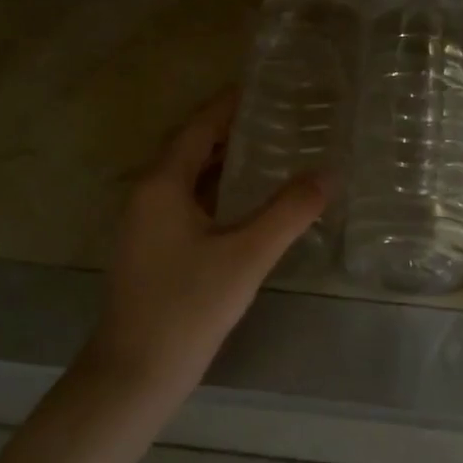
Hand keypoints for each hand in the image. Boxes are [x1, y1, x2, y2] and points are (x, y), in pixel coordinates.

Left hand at [76, 89, 326, 409]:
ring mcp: (146, 225)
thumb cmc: (187, 307)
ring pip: (190, 179)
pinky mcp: (152, 250)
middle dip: (232, 132)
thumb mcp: (246, 256)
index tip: (265, 87)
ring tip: (272, 152)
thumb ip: (288, 213)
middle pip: (192, 149)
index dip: (230, 105)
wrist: (134, 374)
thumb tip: (328, 174)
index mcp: (162, 184)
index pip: (198, 127)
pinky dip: (217, 193)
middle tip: (281, 118)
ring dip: (225, 163)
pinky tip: (248, 205)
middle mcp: (148, 196)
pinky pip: (188, 204)